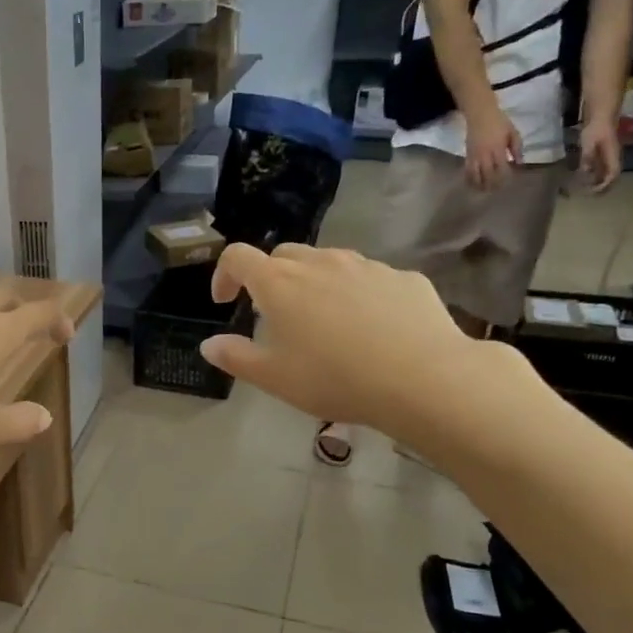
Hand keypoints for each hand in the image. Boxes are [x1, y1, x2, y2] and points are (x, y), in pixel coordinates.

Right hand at [200, 244, 502, 447]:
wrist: (423, 378)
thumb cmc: (334, 378)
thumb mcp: (274, 378)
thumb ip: (235, 357)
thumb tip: (209, 344)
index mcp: (279, 283)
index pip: (238, 257)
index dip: (224, 274)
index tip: (225, 301)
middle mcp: (320, 262)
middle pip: (283, 254)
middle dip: (270, 277)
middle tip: (273, 314)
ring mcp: (365, 265)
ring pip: (328, 263)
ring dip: (314, 283)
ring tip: (323, 321)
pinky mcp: (403, 277)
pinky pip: (368, 278)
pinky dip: (356, 294)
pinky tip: (369, 329)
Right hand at [464, 106, 522, 190]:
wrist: (480, 114)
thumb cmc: (499, 122)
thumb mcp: (513, 132)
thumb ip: (517, 148)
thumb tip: (519, 163)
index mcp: (498, 148)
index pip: (502, 167)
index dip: (505, 177)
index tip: (509, 182)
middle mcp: (485, 154)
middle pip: (488, 174)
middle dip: (492, 184)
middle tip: (496, 190)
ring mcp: (474, 156)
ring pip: (475, 175)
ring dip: (479, 184)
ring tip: (483, 191)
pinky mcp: (467, 155)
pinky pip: (467, 170)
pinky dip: (470, 179)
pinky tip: (472, 184)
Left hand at [579, 117, 622, 191]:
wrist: (601, 117)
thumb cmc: (596, 129)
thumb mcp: (589, 144)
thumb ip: (587, 157)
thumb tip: (586, 172)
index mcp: (612, 156)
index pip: (613, 174)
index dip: (605, 185)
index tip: (594, 191)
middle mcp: (613, 158)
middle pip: (611, 176)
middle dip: (603, 187)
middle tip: (589, 194)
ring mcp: (609, 156)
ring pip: (606, 173)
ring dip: (598, 182)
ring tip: (586, 189)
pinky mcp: (603, 154)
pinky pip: (601, 168)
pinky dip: (595, 175)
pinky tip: (585, 179)